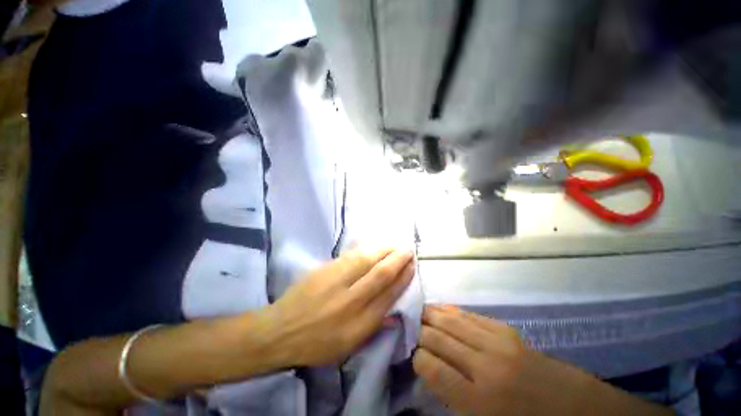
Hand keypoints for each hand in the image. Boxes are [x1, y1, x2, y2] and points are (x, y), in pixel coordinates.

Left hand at [265, 248, 414, 366]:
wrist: (280, 331)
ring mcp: (336, 282)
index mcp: (359, 324)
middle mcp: (351, 301)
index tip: (412, 267)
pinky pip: (351, 256)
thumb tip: (394, 311)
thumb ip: (373, 327)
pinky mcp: (324, 270)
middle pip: (380, 274)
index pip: (388, 295)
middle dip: (398, 260)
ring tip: (395, 244)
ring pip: (366, 260)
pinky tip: (375, 245)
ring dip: (384, 250)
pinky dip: (366, 249)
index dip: (403, 278)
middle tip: (408, 249)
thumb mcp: (348, 347)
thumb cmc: (316, 344)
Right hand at [413, 306, 671, 415]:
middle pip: (438, 339)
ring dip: (430, 316)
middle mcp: (485, 366)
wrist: (573, 407)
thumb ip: (452, 398)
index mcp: (480, 401)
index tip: (414, 357)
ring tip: (417, 314)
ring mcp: (496, 342)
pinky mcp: (505, 329)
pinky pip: (468, 315)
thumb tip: (428, 369)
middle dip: (419, 333)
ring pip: (450, 321)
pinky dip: (449, 311)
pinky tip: (439, 310)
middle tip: (410, 330)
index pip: (432, 369)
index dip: (417, 359)